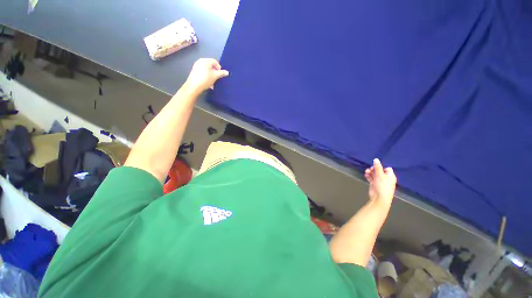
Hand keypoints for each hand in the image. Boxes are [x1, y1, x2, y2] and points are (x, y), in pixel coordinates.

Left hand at [184, 58, 228, 94]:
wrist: (194, 86)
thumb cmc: (205, 79)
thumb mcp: (215, 76)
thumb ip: (221, 73)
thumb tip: (227, 72)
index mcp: (205, 60)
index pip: (215, 61)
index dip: (219, 68)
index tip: (220, 75)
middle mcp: (200, 61)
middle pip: (211, 66)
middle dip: (215, 73)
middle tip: (217, 79)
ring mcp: (196, 66)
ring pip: (207, 70)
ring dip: (211, 76)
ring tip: (212, 83)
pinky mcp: (194, 71)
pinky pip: (203, 72)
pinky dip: (207, 77)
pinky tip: (208, 83)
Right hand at [364, 158, 396, 204]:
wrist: (379, 198)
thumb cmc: (382, 185)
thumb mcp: (380, 175)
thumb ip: (377, 167)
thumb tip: (376, 159)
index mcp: (390, 176)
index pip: (387, 168)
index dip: (381, 167)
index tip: (375, 166)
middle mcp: (386, 178)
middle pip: (379, 171)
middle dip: (374, 169)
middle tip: (369, 169)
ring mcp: (380, 182)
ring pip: (374, 174)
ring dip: (370, 172)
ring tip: (366, 172)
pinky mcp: (374, 184)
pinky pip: (371, 178)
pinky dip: (368, 176)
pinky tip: (365, 175)